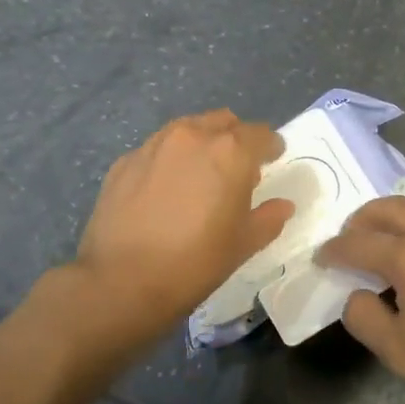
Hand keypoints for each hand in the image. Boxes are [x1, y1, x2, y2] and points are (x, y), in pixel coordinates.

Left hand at [72, 109, 291, 333]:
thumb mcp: (243, 244)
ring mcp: (154, 145)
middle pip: (223, 122)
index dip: (270, 146)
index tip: (272, 159)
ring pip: (187, 129)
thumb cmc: (195, 262)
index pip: (260, 134)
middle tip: (236, 169)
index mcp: (230, 152)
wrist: (122, 281)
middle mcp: (192, 136)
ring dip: (200, 144)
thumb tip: (282, 205)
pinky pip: (156, 150)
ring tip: (198, 176)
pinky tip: (163, 191)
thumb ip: (268, 218)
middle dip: (235, 139)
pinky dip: (168, 161)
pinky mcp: (124, 161)